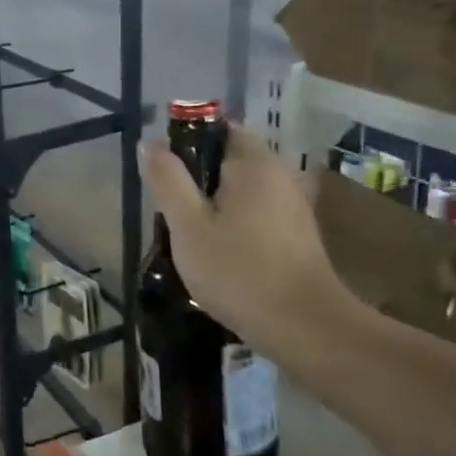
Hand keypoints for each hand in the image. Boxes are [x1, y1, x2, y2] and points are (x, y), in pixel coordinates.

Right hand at [142, 124, 352, 360]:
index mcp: (254, 163)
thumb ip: (168, 179)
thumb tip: (151, 142)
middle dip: (197, 179)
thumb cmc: (238, 270)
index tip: (165, 175)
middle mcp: (280, 174)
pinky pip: (256, 212)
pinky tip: (219, 254)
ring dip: (214, 205)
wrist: (303, 326)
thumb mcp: (187, 225)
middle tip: (172, 213)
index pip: (218, 128)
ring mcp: (293, 204)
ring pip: (241, 189)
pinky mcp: (298, 233)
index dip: (186, 144)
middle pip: (228, 160)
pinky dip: (234, 223)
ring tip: (190, 237)